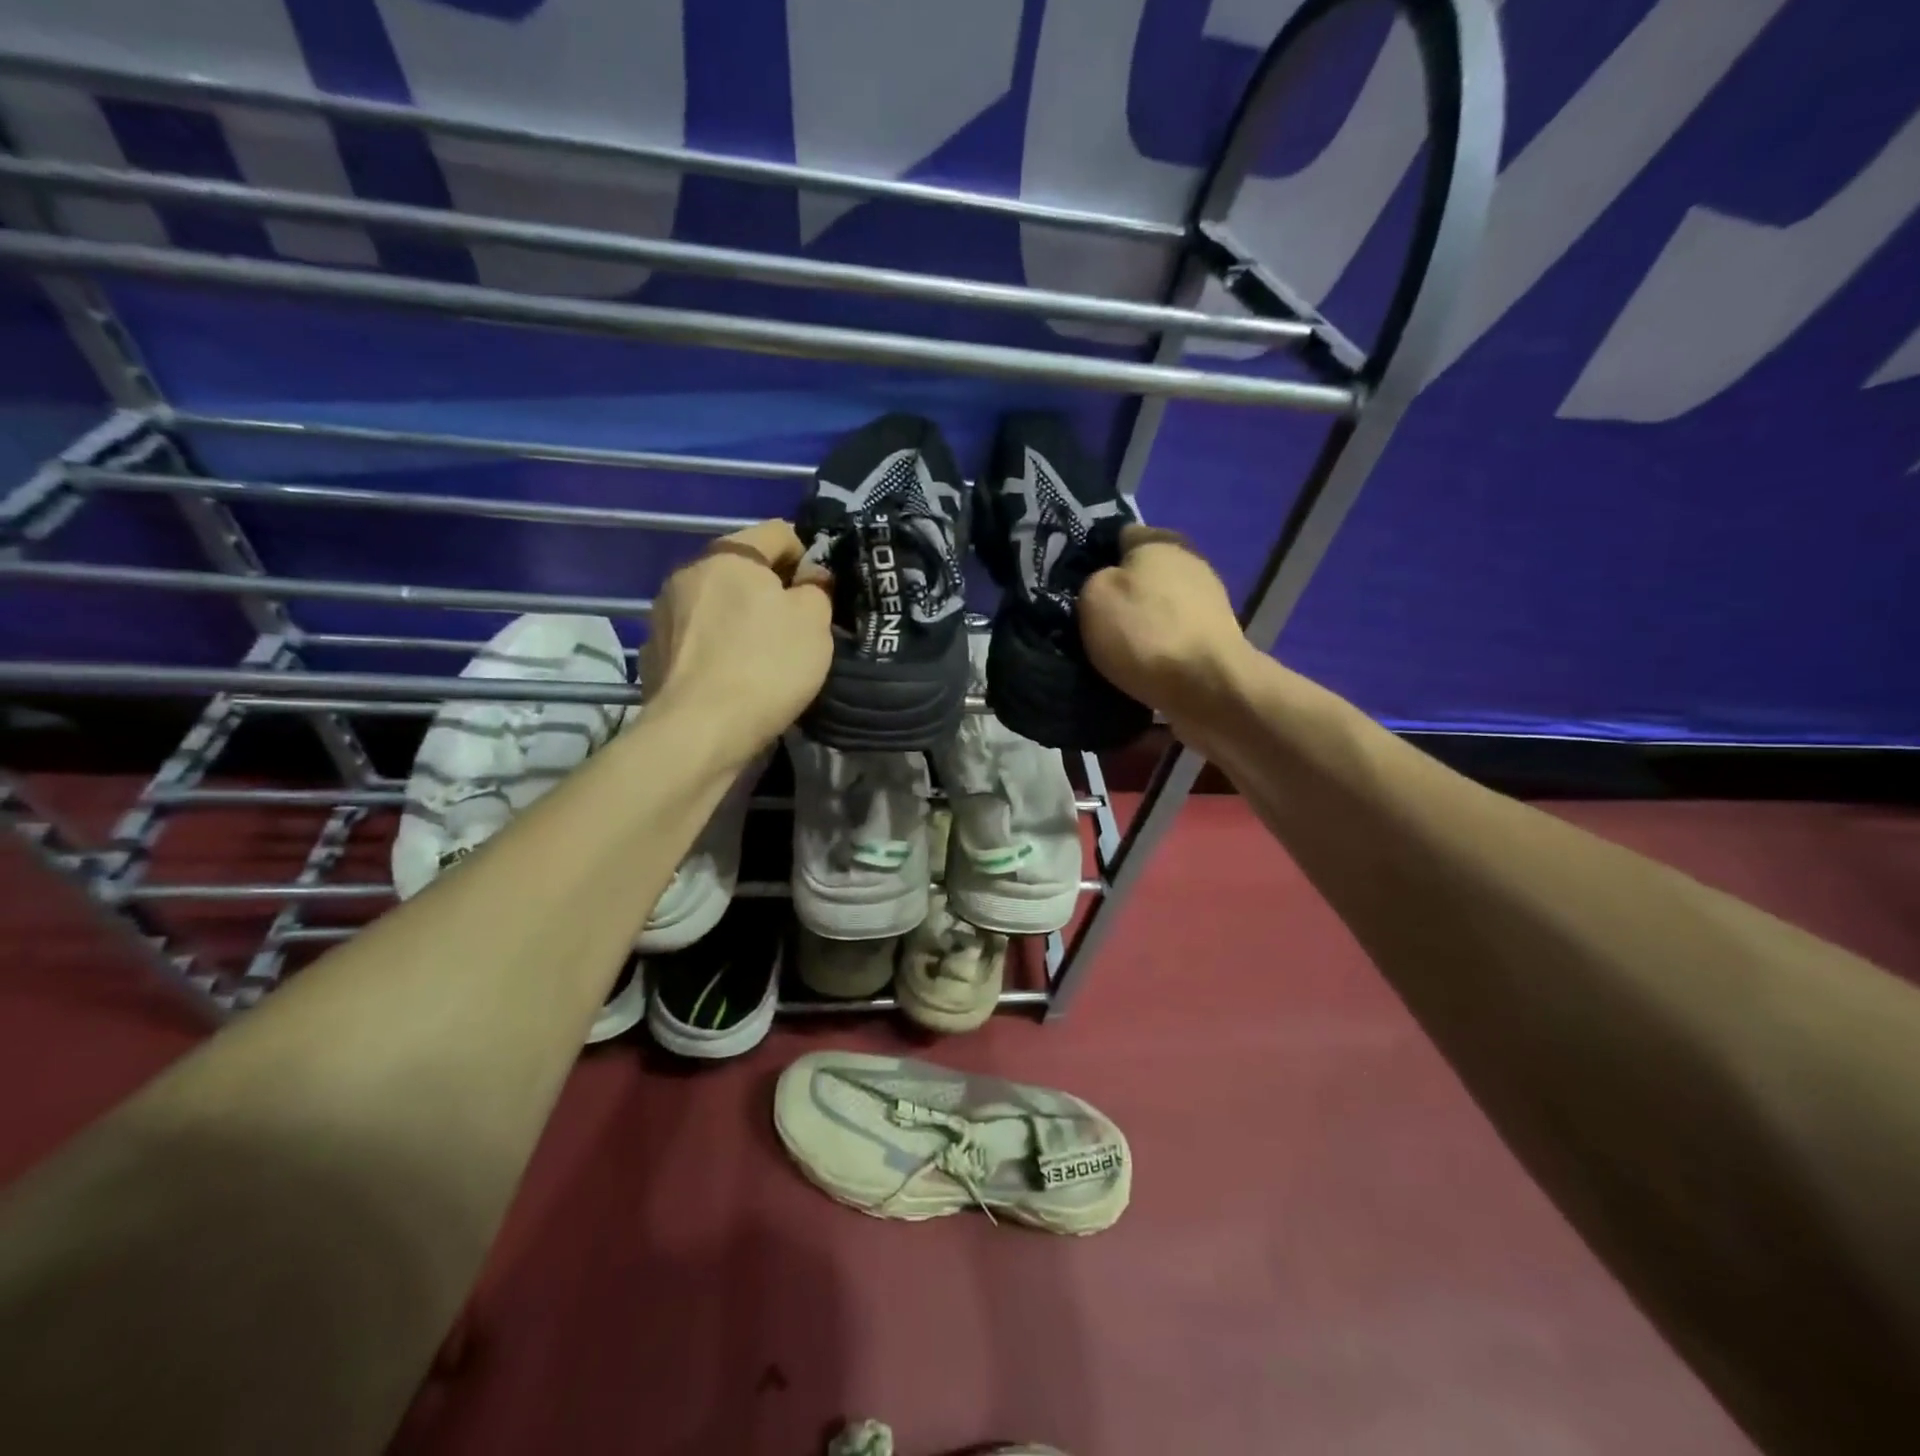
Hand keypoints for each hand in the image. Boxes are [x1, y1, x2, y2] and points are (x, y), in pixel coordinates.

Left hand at [638, 520, 832, 764]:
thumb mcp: (814, 623)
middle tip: (796, 627)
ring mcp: (662, 613)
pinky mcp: (652, 653)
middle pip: (741, 569)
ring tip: (761, 657)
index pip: (778, 532)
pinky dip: (716, 649)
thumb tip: (810, 579)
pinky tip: (731, 679)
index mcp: (729, 555)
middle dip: (770, 590)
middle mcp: (688, 572)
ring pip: (716, 604)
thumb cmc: (767, 666)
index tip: (820, 592)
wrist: (700, 731)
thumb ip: (816, 589)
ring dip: (739, 619)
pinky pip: (696, 638)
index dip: (807, 556)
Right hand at [1079, 525, 1254, 724]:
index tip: (1077, 586)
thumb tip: (1103, 584)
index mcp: (1160, 540)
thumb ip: (1093, 580)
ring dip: (1141, 623)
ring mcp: (1209, 600)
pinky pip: (1174, 635)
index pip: (1119, 536)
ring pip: (1159, 606)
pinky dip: (1159, 647)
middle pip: (1142, 573)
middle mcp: (1190, 561)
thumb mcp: (1094, 596)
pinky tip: (1143, 665)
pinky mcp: (1216, 637)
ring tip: (1115, 649)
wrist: (1207, 686)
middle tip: (1091, 620)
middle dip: (1120, 593)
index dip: (1095, 558)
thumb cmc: (1145, 632)